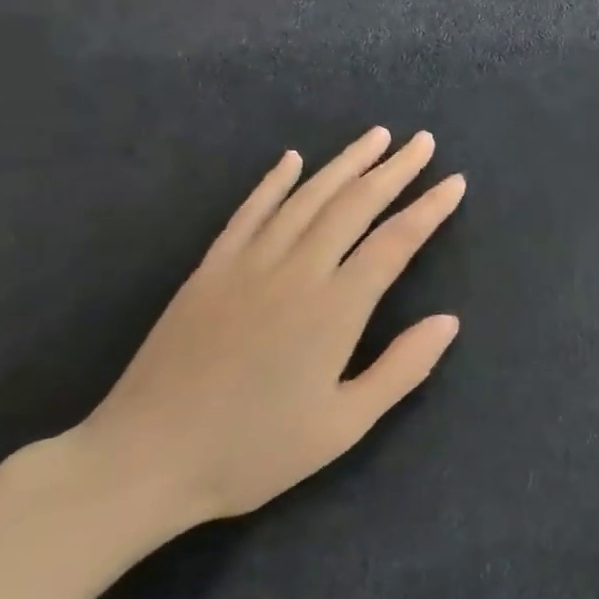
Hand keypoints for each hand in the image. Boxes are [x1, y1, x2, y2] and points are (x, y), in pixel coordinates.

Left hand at [70, 129, 465, 531]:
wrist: (142, 462)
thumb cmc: (253, 450)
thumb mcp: (342, 426)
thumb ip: (401, 368)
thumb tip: (449, 321)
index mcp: (334, 309)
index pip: (394, 242)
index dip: (429, 209)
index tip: (455, 182)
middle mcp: (296, 272)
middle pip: (354, 205)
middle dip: (394, 170)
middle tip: (423, 141)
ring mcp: (248, 265)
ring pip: (306, 197)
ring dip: (346, 163)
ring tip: (377, 136)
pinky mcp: (210, 270)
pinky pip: (249, 212)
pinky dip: (274, 181)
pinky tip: (293, 159)